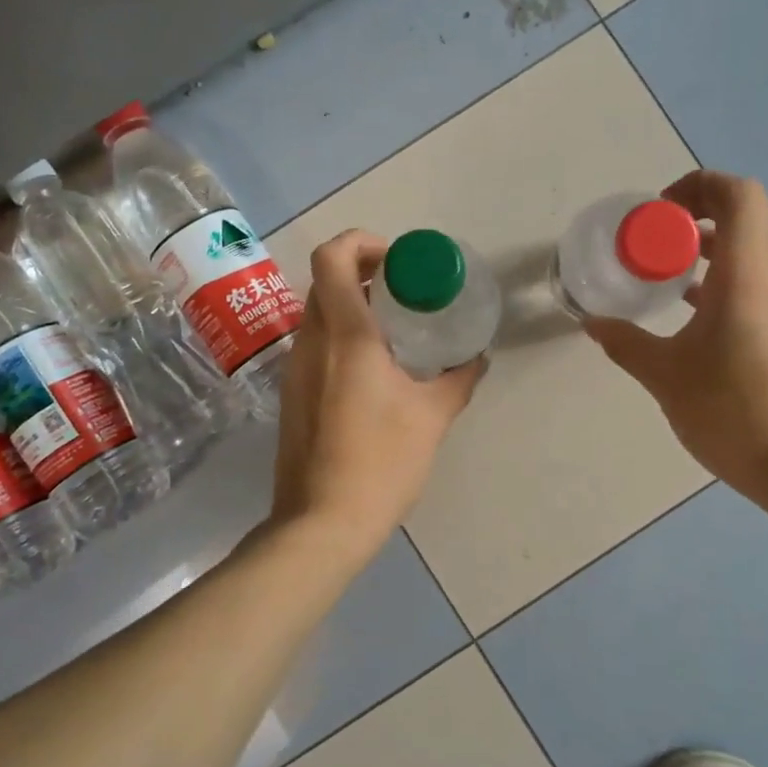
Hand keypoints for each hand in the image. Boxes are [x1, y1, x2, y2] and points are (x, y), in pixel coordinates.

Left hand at [270, 230, 484, 557]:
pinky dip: (342, 337)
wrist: (321, 524)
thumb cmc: (381, 463)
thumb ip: (458, 379)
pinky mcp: (291, 394)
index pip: (334, 258)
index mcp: (346, 336)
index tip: (398, 261)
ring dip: (353, 307)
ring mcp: (295, 368)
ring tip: (395, 330)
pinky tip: (374, 370)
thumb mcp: (432, 417)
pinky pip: (315, 344)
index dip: (362, 242)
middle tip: (405, 292)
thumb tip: (476, 357)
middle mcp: (312, 342)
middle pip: (326, 281)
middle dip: (364, 273)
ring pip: (318, 313)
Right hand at [586, 171, 767, 499]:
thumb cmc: (731, 413)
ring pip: (758, 247)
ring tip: (671, 273)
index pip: (739, 195)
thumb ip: (626, 343)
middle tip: (659, 240)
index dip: (699, 186)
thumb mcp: (665, 376)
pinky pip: (763, 279)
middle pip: (749, 215)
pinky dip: (730, 276)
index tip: (660, 214)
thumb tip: (594, 324)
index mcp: (748, 275)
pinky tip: (696, 312)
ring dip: (716, 246)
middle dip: (700, 213)